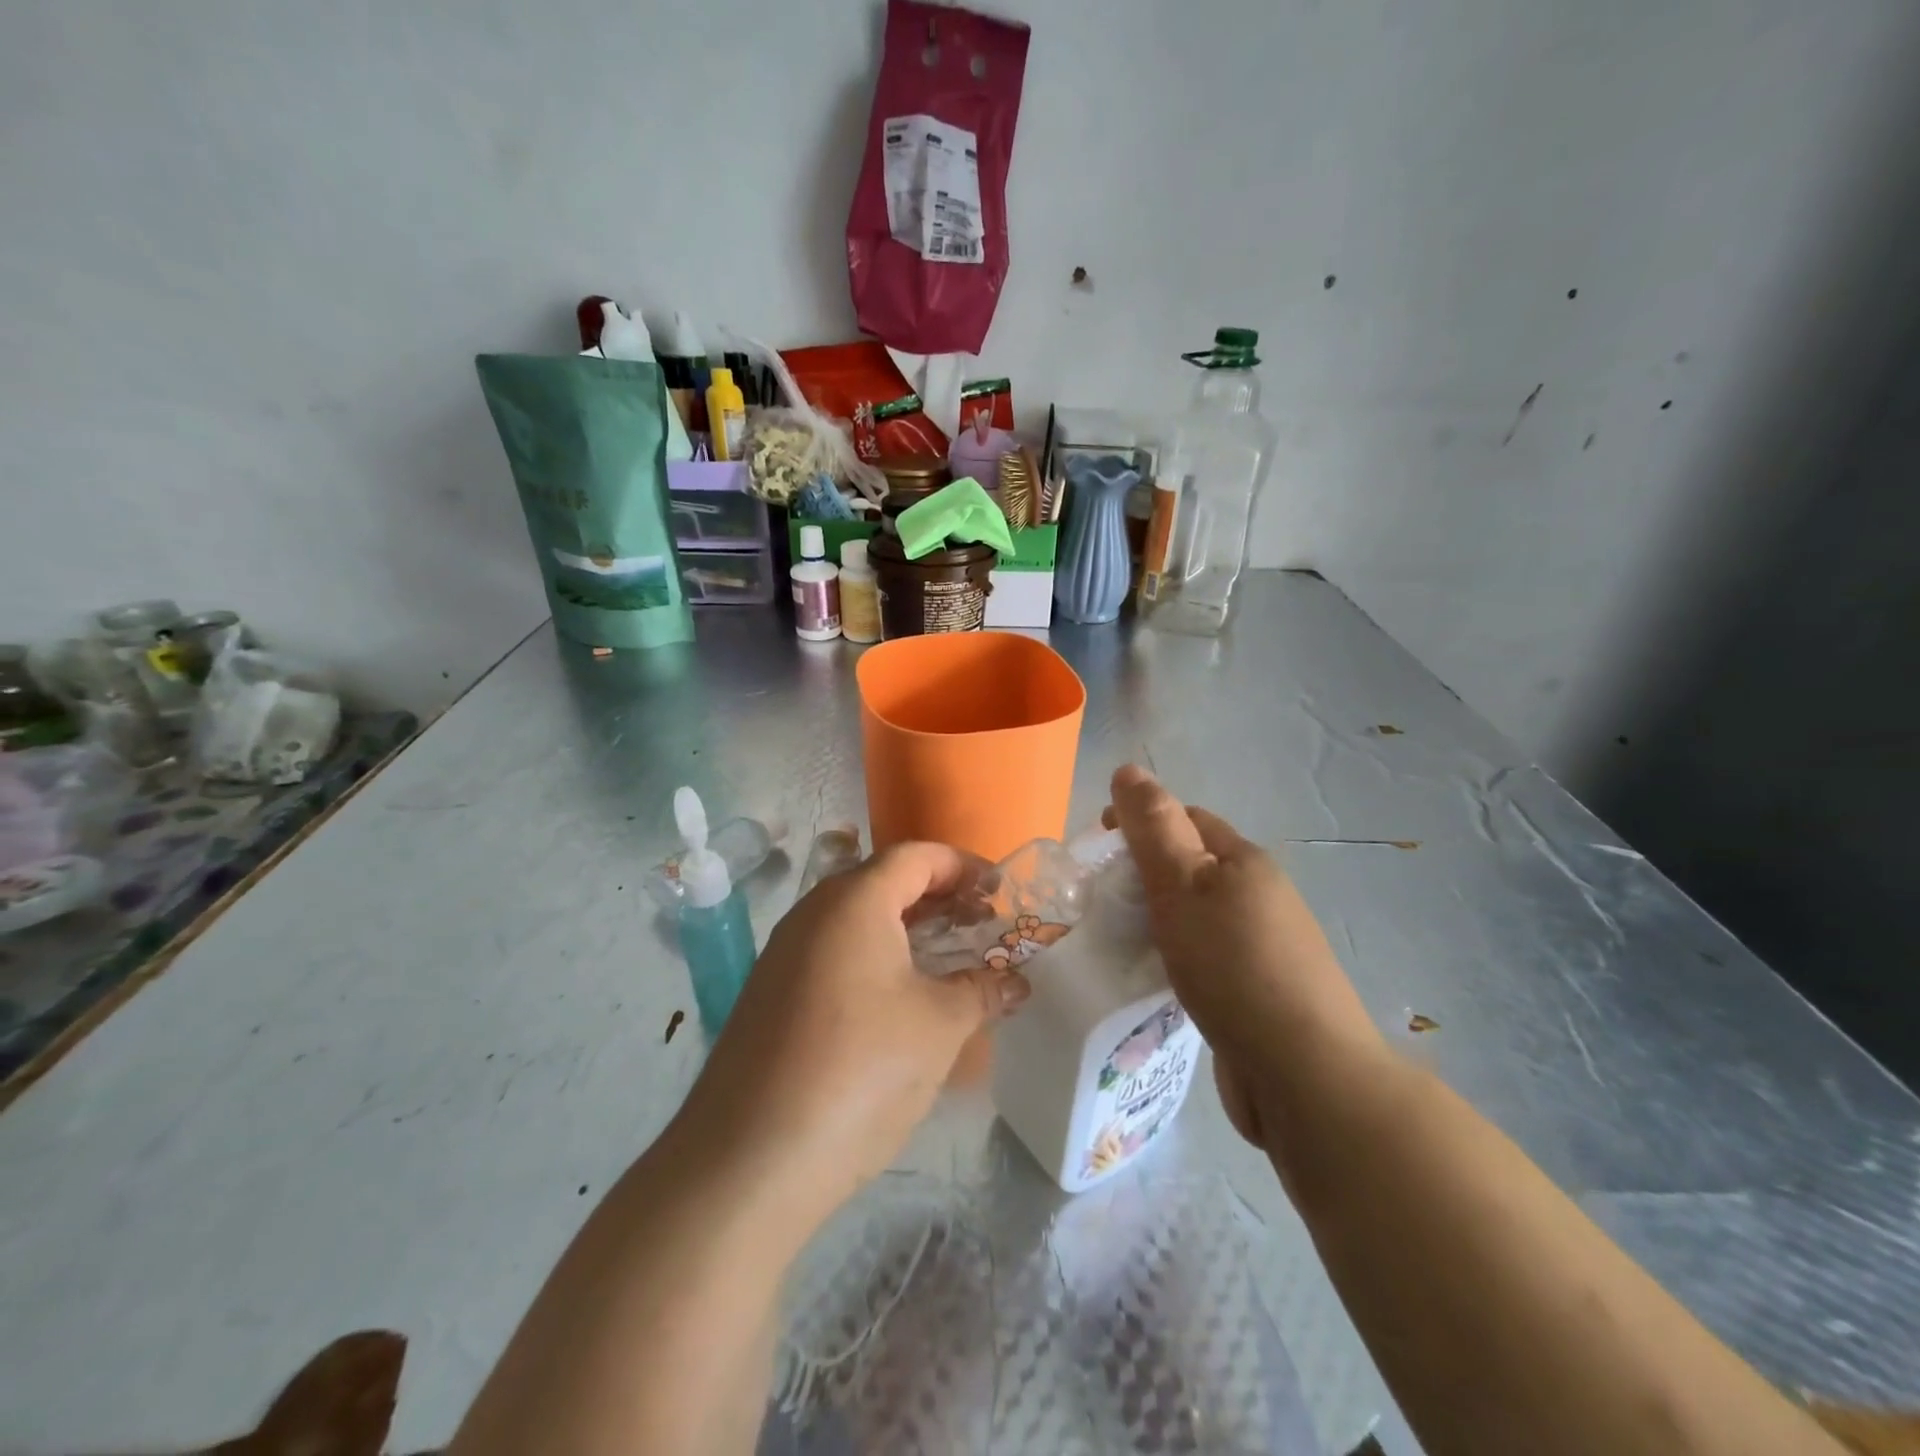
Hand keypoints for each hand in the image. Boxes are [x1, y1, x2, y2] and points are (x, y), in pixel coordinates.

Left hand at [675, 842, 1030, 1230]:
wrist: (749, 1159)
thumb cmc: (860, 1069)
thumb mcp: (939, 1026)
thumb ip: (982, 990)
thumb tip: (1015, 982)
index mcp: (854, 901)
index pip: (916, 856)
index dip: (963, 866)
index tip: (999, 891)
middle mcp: (813, 913)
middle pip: (884, 882)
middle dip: (937, 898)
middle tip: (979, 927)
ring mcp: (784, 953)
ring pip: (857, 920)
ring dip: (906, 931)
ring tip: (947, 964)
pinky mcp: (770, 994)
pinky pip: (833, 954)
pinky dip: (874, 960)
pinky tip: (898, 1002)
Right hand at [1105, 764, 1382, 1149]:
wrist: (1303, 1073)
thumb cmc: (1233, 966)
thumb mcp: (1182, 885)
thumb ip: (1153, 828)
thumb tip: (1128, 769)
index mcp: (1244, 861)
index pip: (1185, 818)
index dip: (1140, 821)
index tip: (1098, 846)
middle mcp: (1260, 895)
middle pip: (1192, 866)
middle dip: (1145, 872)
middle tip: (1101, 898)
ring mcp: (1264, 946)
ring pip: (1197, 914)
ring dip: (1159, 917)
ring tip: (1119, 939)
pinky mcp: (1259, 992)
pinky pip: (1206, 956)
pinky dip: (1176, 956)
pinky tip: (1156, 979)